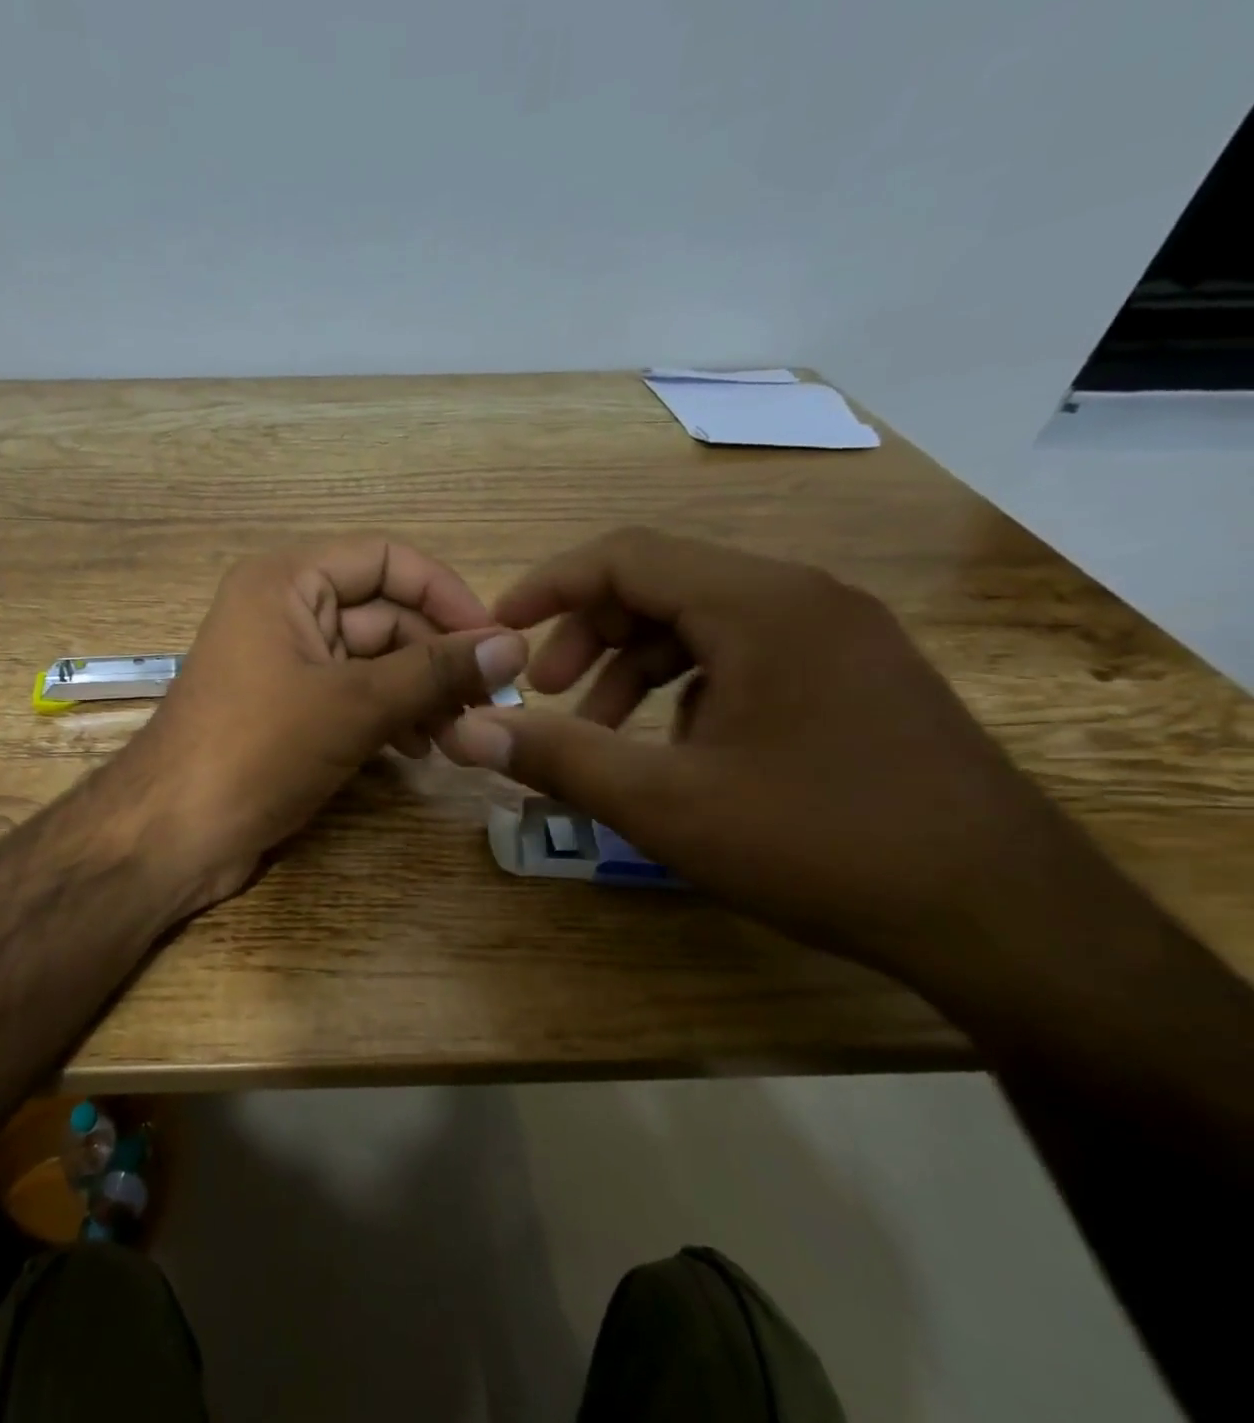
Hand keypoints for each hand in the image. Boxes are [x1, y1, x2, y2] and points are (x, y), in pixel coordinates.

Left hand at [123, 538, 527, 908]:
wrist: (173, 833)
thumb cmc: (257, 749)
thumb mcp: (354, 704)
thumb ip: (435, 671)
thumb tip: (514, 646)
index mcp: (287, 580)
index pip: (387, 560)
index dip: (446, 593)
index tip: (496, 642)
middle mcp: (285, 609)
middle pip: (384, 612)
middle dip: (437, 657)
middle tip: (488, 703)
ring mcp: (286, 661)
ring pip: (373, 659)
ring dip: (420, 691)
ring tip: (459, 735)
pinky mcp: (289, 707)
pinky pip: (353, 694)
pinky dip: (390, 714)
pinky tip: (421, 748)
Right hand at [443, 528, 1110, 977]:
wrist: (1006, 918)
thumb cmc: (820, 844)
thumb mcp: (664, 805)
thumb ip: (557, 758)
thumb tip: (467, 732)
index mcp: (758, 605)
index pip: (625, 555)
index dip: (548, 586)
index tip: (499, 631)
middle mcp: (802, 598)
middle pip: (661, 583)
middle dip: (588, 633)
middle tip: (548, 694)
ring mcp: (838, 636)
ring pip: (701, 621)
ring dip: (633, 665)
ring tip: (601, 731)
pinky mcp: (854, 676)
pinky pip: (743, 653)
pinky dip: (685, 686)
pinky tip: (677, 748)